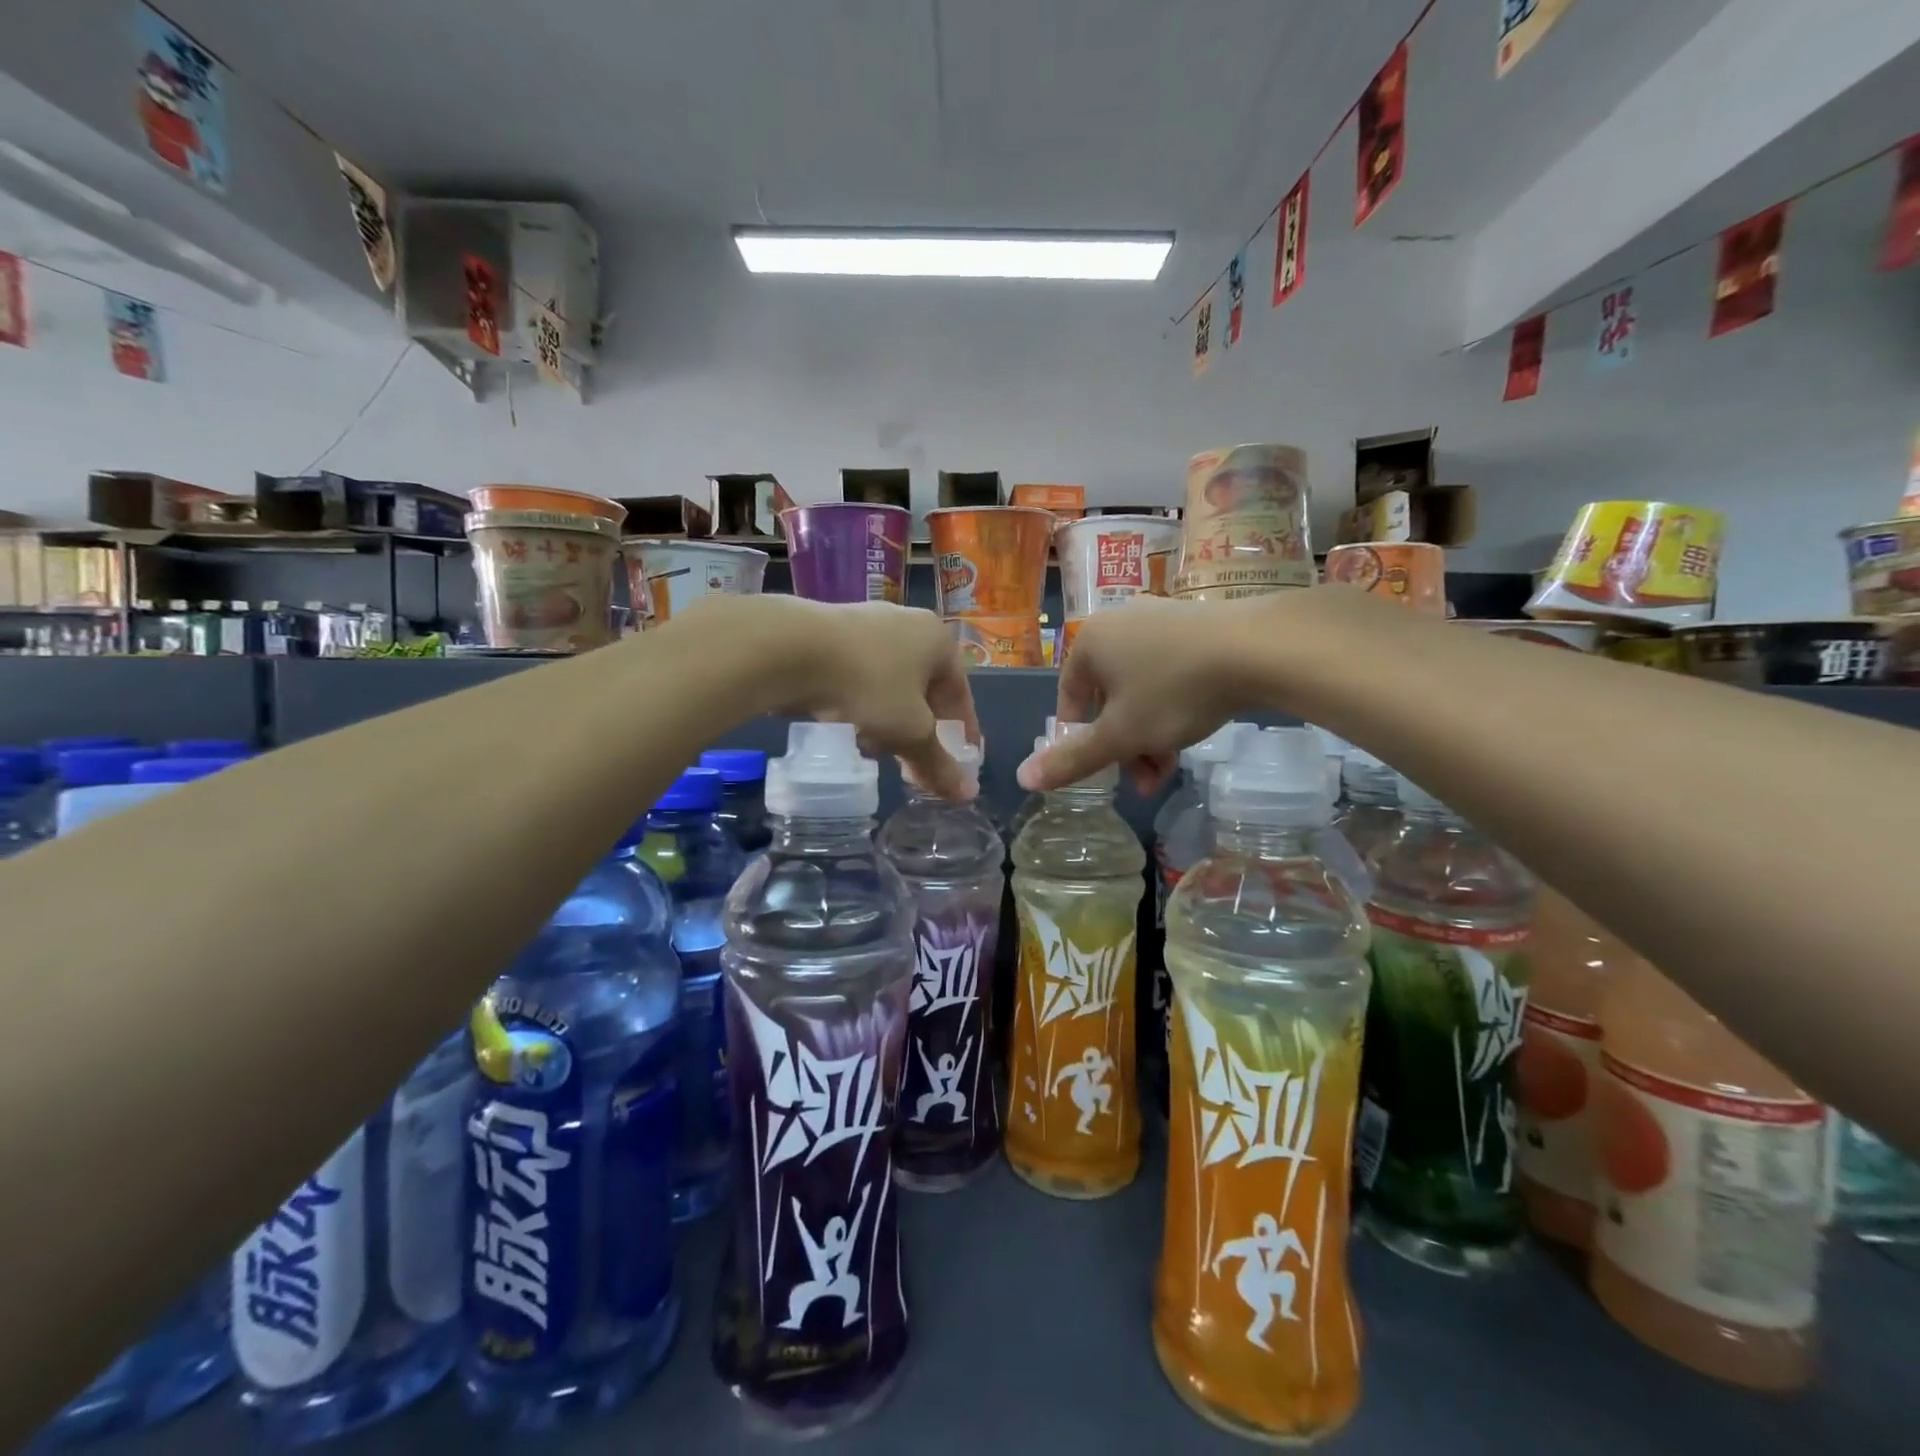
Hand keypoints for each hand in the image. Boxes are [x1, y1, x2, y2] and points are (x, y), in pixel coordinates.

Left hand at [749, 597, 979, 800]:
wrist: (790, 648)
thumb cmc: (867, 685)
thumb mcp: (909, 731)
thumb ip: (938, 763)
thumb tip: (967, 795)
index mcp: (938, 640)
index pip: (960, 694)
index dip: (963, 733)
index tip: (960, 762)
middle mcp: (908, 624)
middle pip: (924, 689)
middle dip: (920, 730)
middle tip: (913, 762)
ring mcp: (868, 622)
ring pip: (890, 684)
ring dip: (889, 719)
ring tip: (875, 749)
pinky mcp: (832, 631)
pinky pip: (860, 675)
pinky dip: (861, 703)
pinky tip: (847, 725)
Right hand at [1017, 595, 1256, 794]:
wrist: (1257, 648)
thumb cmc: (1174, 691)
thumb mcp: (1120, 735)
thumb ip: (1072, 759)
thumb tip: (1022, 778)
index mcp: (1088, 642)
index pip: (1070, 701)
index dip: (1082, 743)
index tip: (1107, 771)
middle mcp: (1117, 623)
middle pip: (1107, 699)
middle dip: (1124, 746)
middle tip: (1146, 779)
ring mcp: (1158, 618)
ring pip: (1140, 689)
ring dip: (1149, 733)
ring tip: (1172, 766)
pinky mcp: (1194, 623)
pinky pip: (1169, 670)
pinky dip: (1172, 704)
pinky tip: (1193, 725)